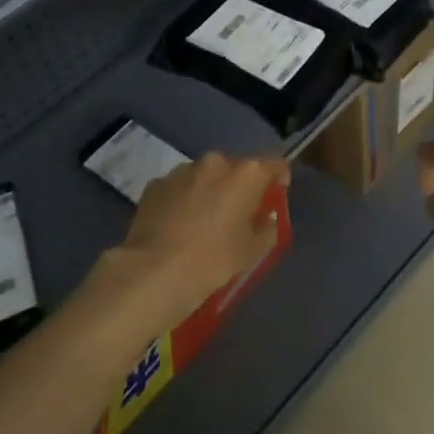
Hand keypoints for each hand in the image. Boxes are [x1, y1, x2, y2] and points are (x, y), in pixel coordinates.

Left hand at [97, 152, 289, 337]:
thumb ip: (266, 228)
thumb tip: (264, 218)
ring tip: (203, 221)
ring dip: (209, 191)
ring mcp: (181, 170)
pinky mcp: (156, 184)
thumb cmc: (214, 258)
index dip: (278, 179)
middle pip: (236, 169)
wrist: (155, 270)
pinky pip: (179, 187)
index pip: (274, 165)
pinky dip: (183, 199)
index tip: (274, 196)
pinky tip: (178, 225)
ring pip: (205, 176)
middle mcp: (215, 162)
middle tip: (237, 214)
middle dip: (239, 187)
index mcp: (246, 174)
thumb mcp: (253, 250)